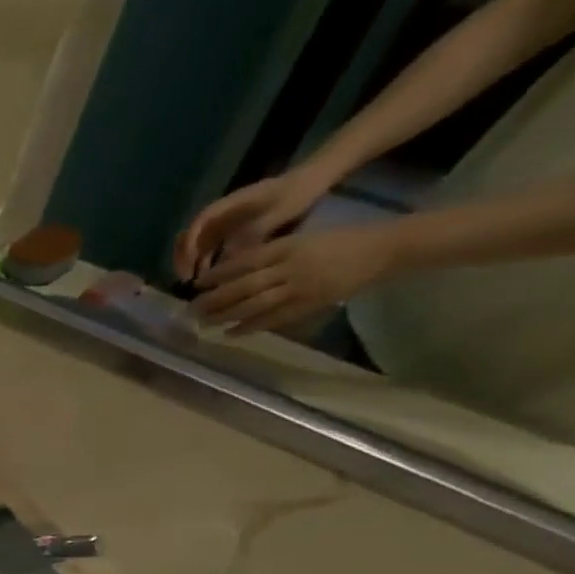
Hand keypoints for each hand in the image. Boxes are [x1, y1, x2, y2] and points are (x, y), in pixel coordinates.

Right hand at [173, 170, 331, 281]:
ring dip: (193, 265)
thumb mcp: (280, 210)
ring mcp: (223, 226)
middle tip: (187, 279)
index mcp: (227, 205)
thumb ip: (255, 231)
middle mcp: (219, 217)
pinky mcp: (230, 235)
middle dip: (184, 258)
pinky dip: (207, 265)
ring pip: (197, 247)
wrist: (313, 181)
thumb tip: (229, 255)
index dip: (191, 242)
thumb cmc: (297, 192)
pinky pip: (211, 251)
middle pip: (190, 237)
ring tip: (198, 284)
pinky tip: (214, 279)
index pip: (199, 223)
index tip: (192, 262)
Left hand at [190, 226, 396, 334]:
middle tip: (190, 309)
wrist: (384, 249)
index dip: (217, 274)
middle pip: (243, 287)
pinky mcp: (310, 304)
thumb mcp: (301, 239)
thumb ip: (270, 254)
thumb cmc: (339, 241)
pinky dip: (250, 327)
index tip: (197, 284)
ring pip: (254, 304)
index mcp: (288, 247)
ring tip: (203, 323)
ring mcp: (301, 287)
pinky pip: (274, 318)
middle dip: (214, 299)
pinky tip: (230, 333)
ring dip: (225, 316)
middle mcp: (291, 267)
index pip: (244, 262)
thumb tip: (232, 271)